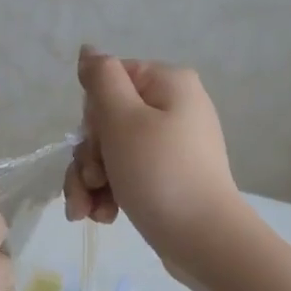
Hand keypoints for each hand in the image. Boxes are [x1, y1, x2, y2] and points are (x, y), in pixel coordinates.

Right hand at [64, 47, 243, 268]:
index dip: (93, 114)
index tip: (96, 141)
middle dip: (88, 158)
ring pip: (110, 154)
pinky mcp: (166, 178)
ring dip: (90, 182)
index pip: (109, 81)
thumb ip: (101, 79)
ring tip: (89, 212)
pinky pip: (126, 176)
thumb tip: (89, 50)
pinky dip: (109, 195)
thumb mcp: (123, 120)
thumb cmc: (160, 174)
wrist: (202, 240)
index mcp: (168, 84)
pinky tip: (103, 217)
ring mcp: (171, 146)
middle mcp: (173, 108)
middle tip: (93, 181)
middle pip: (107, 122)